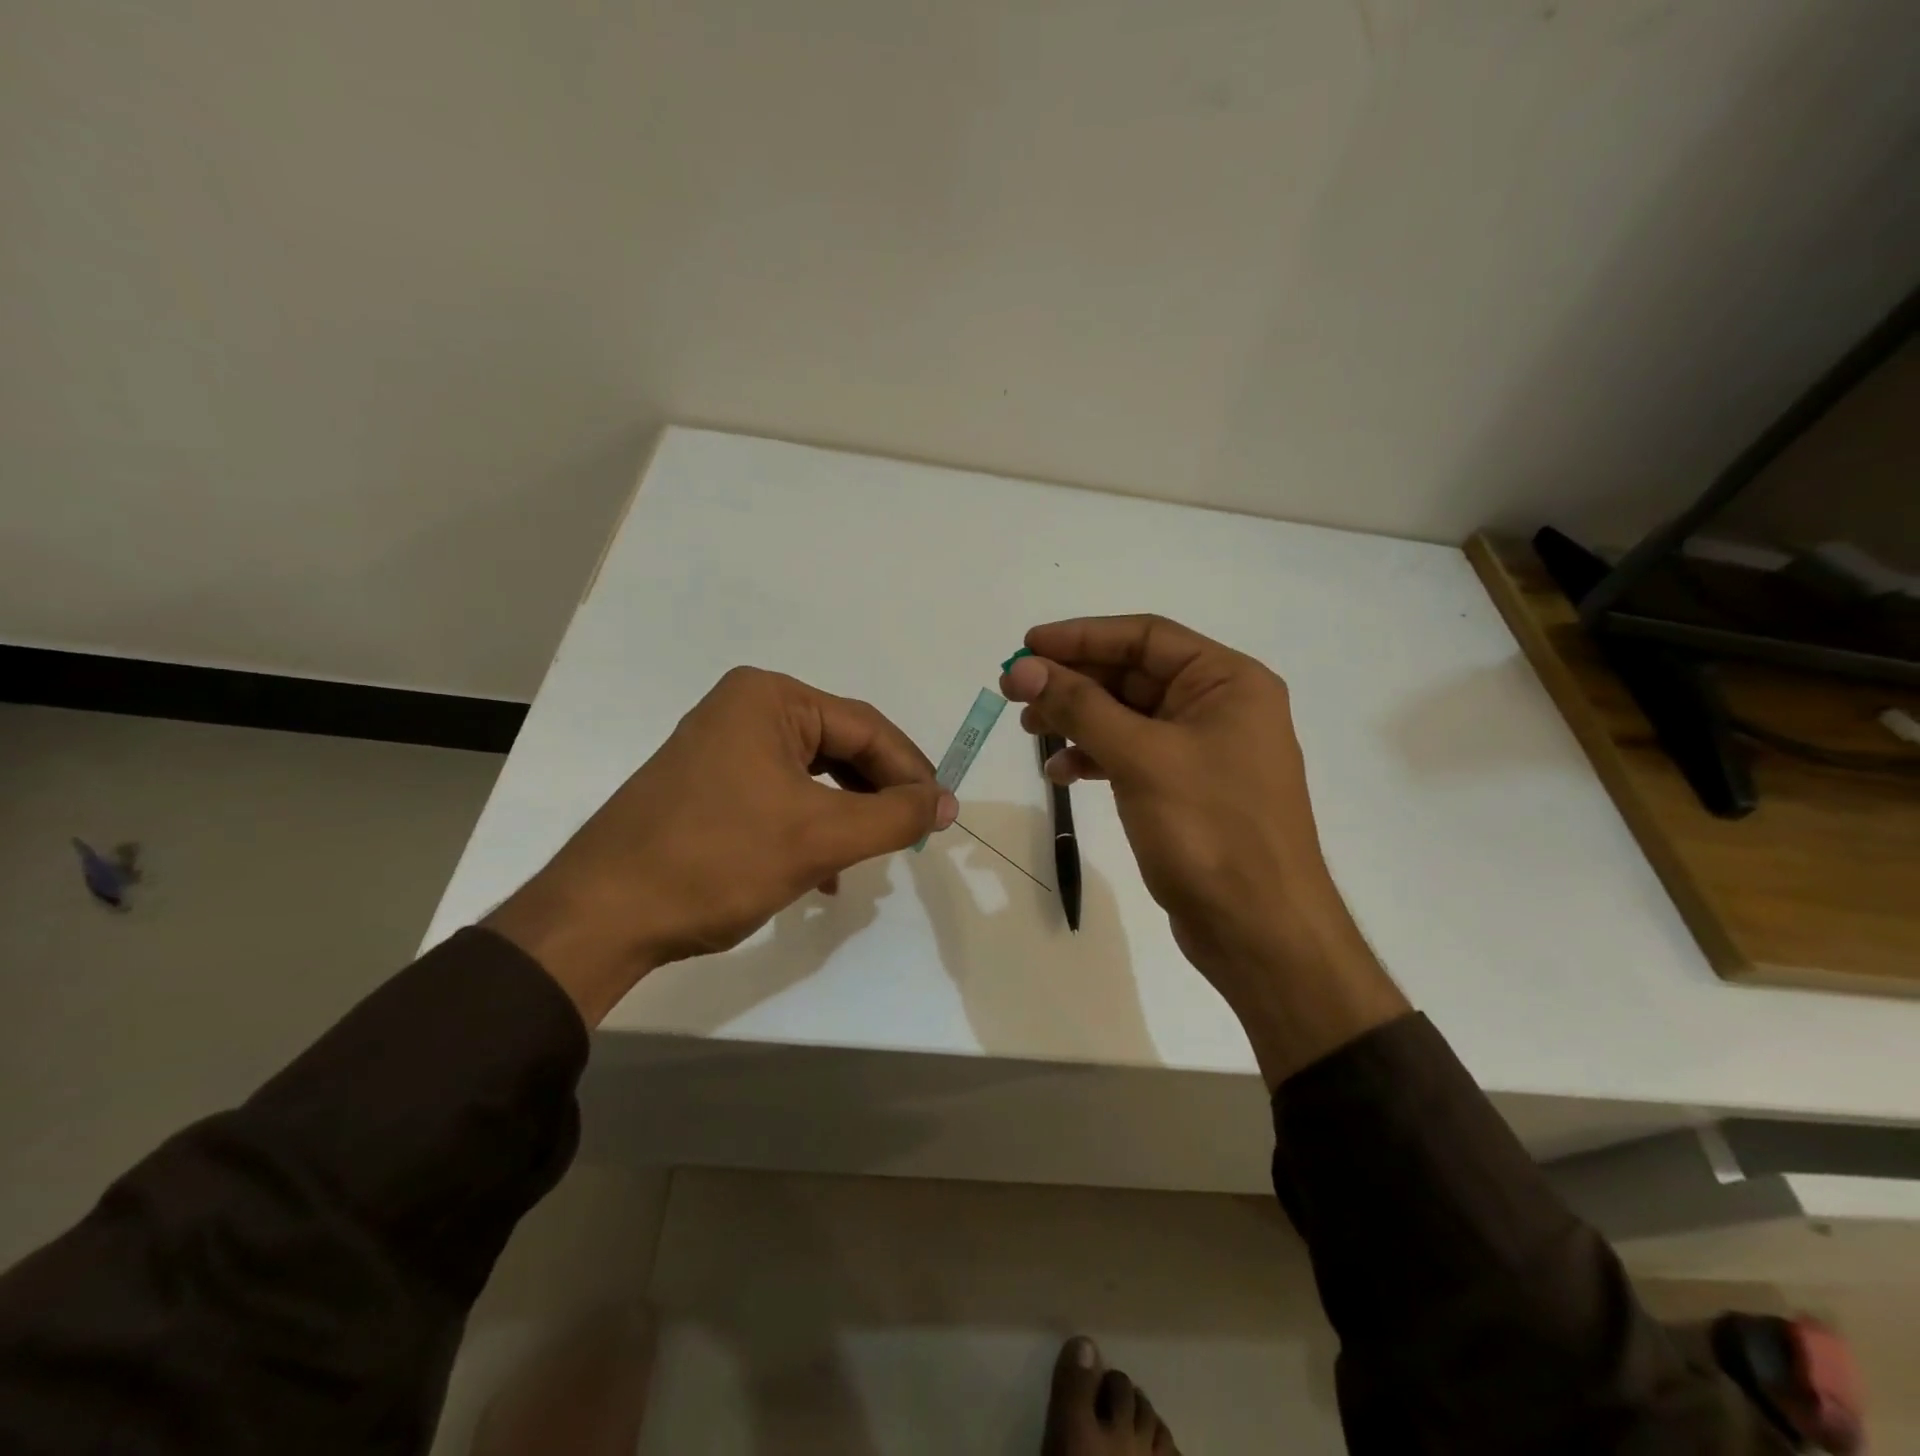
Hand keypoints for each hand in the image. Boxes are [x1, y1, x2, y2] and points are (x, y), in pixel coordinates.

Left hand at [485, 667, 957, 1024]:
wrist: (601, 915)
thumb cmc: (718, 860)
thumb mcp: (820, 837)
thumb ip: (895, 815)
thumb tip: (948, 802)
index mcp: (770, 698)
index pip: (866, 727)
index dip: (911, 771)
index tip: (942, 816)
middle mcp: (745, 709)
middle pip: (840, 747)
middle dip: (878, 794)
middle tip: (911, 834)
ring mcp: (722, 747)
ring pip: (812, 776)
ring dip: (848, 816)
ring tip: (872, 856)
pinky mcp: (708, 785)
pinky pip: (781, 795)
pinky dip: (811, 828)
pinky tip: (823, 874)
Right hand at [1000, 616, 1405, 1084]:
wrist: (1259, 930)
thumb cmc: (1210, 830)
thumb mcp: (1141, 758)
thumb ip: (1080, 707)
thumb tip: (1025, 670)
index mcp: (1228, 681)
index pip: (1146, 637)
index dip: (1082, 637)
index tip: (1027, 646)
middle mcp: (1219, 706)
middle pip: (1133, 675)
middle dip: (1074, 680)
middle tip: (1014, 690)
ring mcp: (1203, 751)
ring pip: (1128, 717)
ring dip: (1078, 718)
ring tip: (1028, 728)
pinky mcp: (1186, 790)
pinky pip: (1132, 756)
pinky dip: (1095, 758)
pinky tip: (1060, 772)